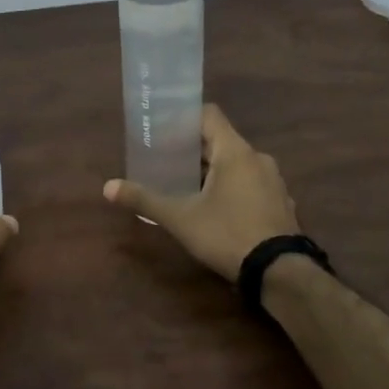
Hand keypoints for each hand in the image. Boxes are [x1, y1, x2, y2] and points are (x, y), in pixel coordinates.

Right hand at [102, 104, 298, 279]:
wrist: (280, 272)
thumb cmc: (227, 234)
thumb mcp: (180, 218)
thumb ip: (145, 199)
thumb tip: (108, 187)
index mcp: (235, 151)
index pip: (209, 115)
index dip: (185, 118)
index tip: (162, 128)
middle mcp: (258, 158)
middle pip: (221, 140)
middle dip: (193, 149)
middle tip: (165, 158)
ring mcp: (274, 181)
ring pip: (237, 164)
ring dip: (213, 169)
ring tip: (187, 183)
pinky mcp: (281, 202)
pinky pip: (251, 183)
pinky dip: (232, 187)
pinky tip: (216, 207)